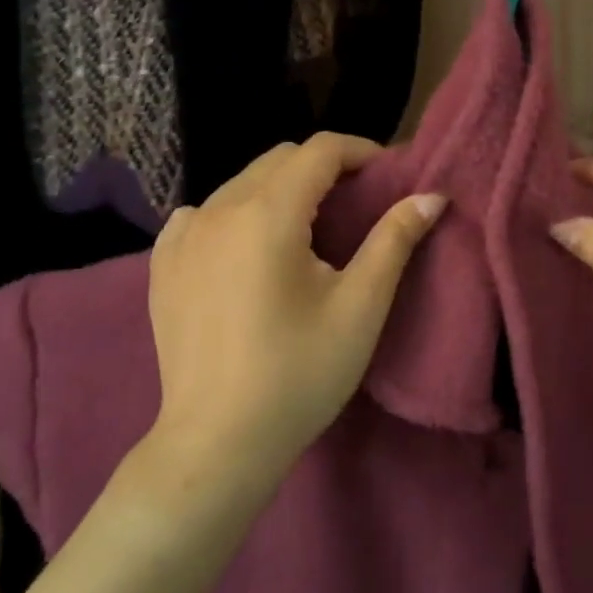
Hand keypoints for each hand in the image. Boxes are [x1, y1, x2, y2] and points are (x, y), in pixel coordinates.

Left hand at [147, 133, 445, 470]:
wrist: (218, 441)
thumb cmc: (299, 374)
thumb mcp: (360, 308)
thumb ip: (394, 241)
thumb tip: (431, 196)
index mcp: (267, 214)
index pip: (318, 151)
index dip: (360, 152)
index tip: (387, 175)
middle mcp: (217, 210)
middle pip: (278, 161)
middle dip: (323, 169)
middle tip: (357, 203)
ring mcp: (182, 236)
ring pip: (241, 185)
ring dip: (281, 191)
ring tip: (308, 230)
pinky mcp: (162, 264)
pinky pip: (203, 214)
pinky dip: (235, 214)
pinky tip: (248, 250)